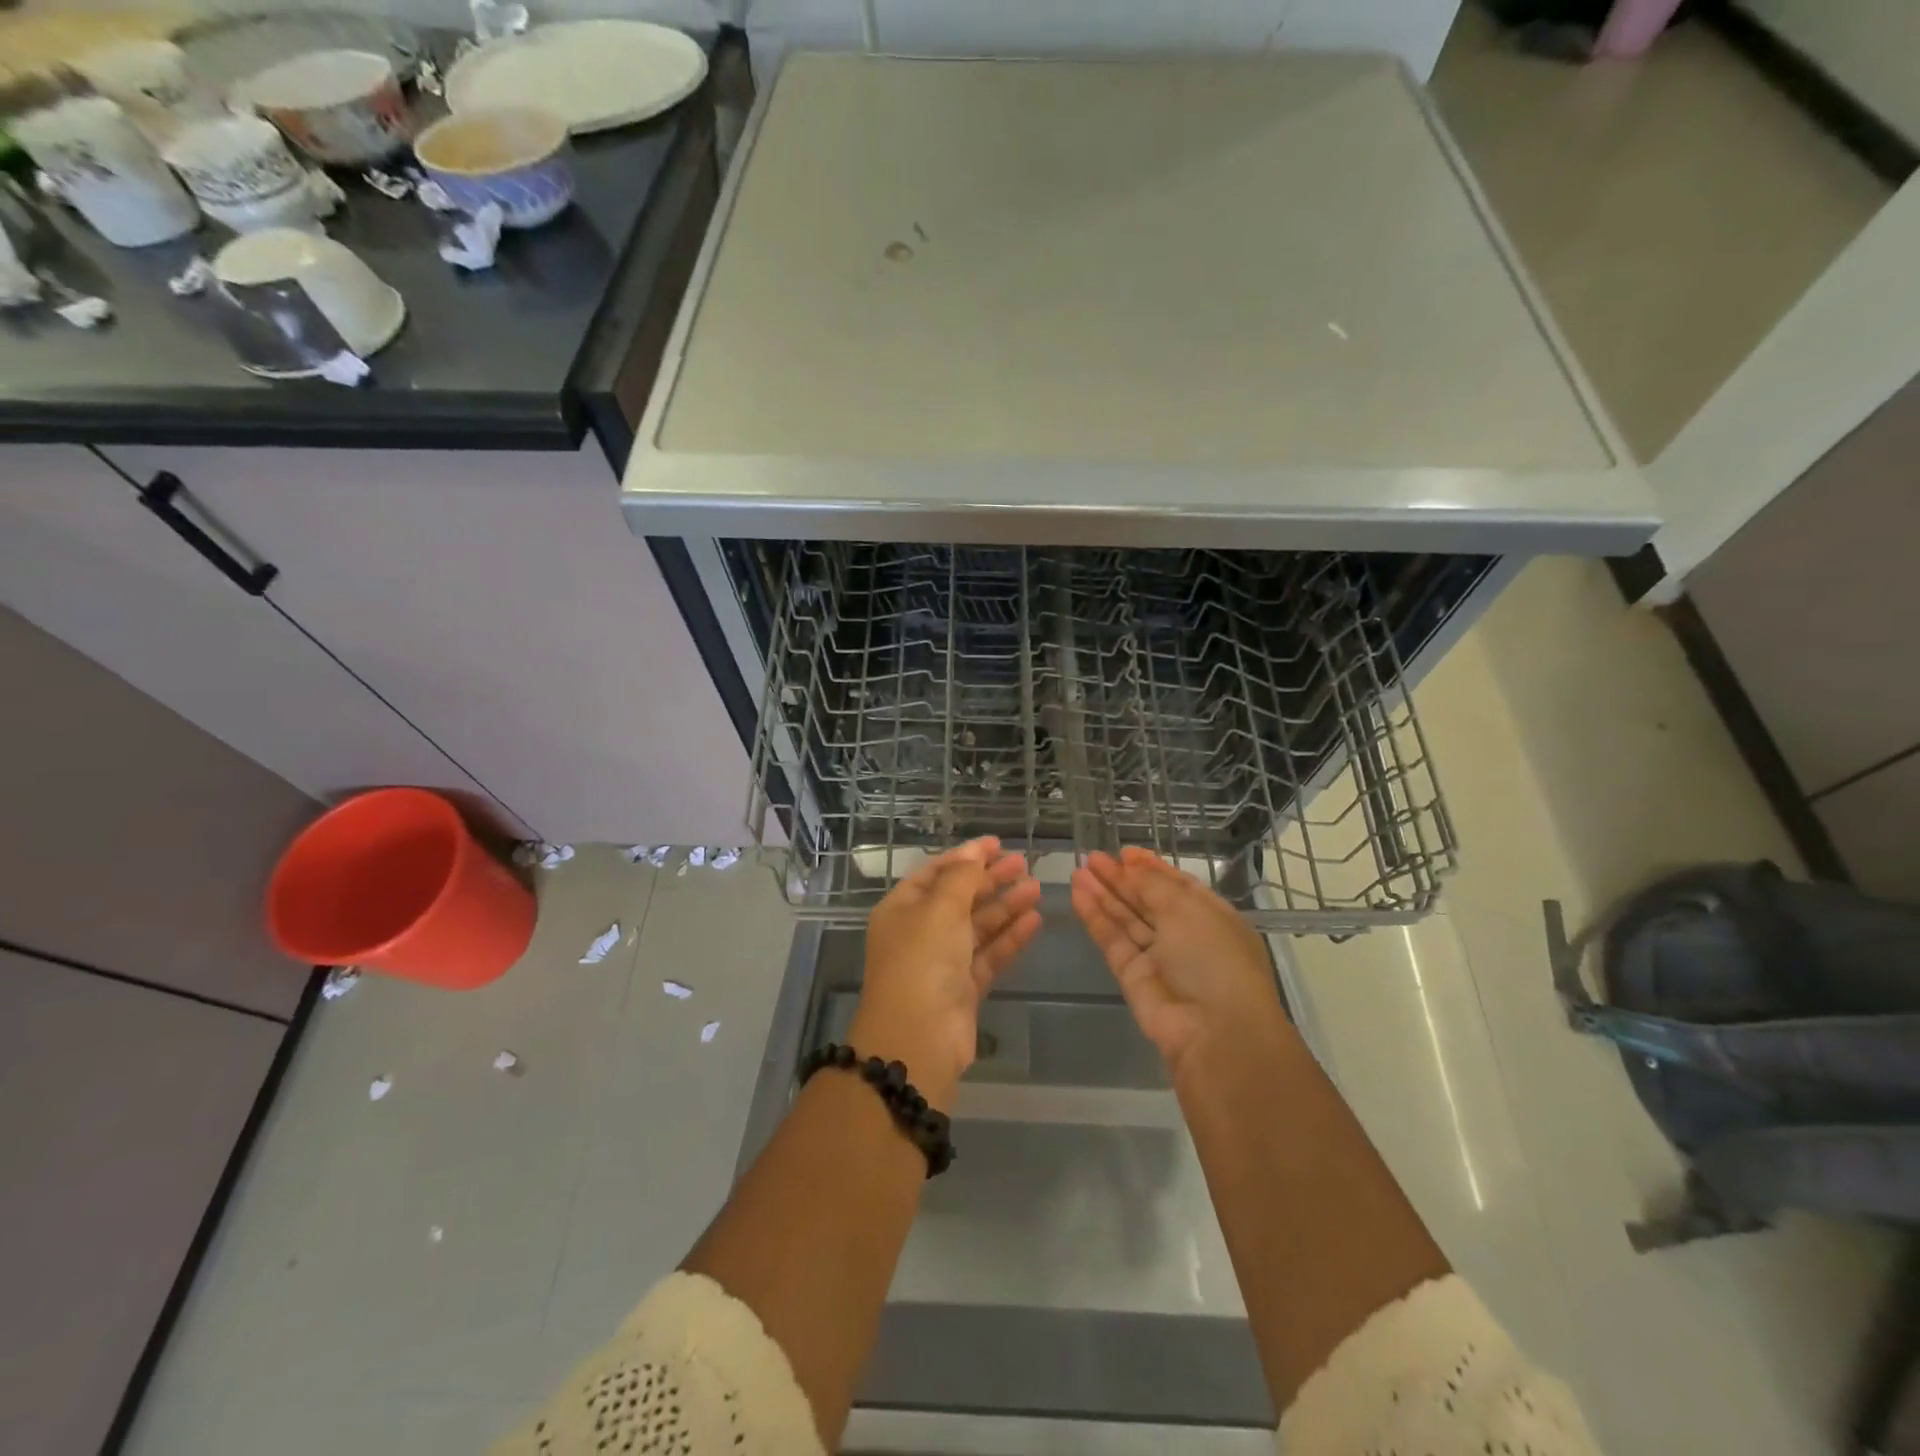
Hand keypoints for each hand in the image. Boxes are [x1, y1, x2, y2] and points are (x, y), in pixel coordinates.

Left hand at [855, 837, 1041, 1105]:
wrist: (918, 1039)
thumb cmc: (922, 962)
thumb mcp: (939, 909)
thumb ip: (961, 878)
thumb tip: (974, 853)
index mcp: (901, 909)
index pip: (934, 873)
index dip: (964, 857)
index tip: (996, 844)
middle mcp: (919, 932)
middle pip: (959, 898)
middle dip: (990, 879)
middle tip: (1023, 863)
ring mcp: (942, 962)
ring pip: (978, 926)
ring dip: (1005, 906)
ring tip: (1036, 888)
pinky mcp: (964, 989)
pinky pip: (989, 955)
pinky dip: (1010, 938)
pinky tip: (1035, 920)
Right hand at [1070, 847, 1283, 1074]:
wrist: (1214, 1031)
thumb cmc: (1213, 958)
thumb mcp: (1188, 909)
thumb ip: (1153, 884)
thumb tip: (1131, 865)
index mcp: (1210, 916)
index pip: (1176, 885)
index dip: (1150, 868)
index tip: (1125, 851)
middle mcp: (1185, 935)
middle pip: (1147, 900)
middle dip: (1121, 878)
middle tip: (1092, 858)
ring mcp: (1158, 957)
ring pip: (1126, 919)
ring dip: (1103, 894)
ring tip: (1078, 870)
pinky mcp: (1132, 977)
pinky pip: (1112, 940)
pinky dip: (1096, 918)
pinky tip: (1078, 895)